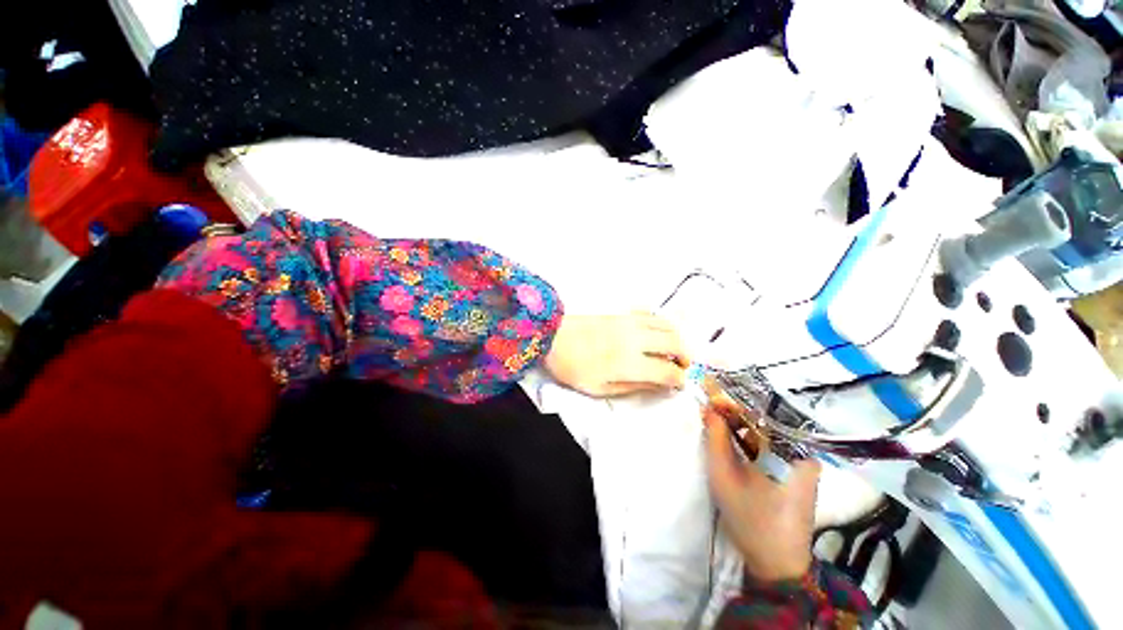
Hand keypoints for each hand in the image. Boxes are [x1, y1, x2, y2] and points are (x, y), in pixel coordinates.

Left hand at [544, 313, 688, 397]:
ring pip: (666, 325)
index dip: (678, 380)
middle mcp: (635, 339)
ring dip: (676, 338)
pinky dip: (661, 324)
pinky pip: (651, 314)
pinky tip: (655, 333)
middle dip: (685, 357)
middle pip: (675, 343)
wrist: (554, 336)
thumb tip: (658, 385)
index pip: (668, 371)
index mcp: (629, 363)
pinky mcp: (623, 314)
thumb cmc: (573, 367)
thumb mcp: (599, 388)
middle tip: (680, 367)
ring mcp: (630, 323)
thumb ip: (632, 387)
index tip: (678, 385)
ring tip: (672, 350)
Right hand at [703, 401, 819, 582]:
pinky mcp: (800, 471)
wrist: (777, 562)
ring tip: (718, 421)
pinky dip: (752, 438)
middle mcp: (805, 451)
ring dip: (743, 424)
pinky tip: (734, 440)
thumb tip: (708, 407)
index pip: (762, 411)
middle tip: (710, 407)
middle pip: (766, 418)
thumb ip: (716, 437)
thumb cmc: (751, 517)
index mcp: (792, 450)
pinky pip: (774, 444)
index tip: (710, 392)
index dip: (733, 399)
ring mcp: (805, 461)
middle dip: (736, 410)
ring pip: (769, 430)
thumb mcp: (724, 474)